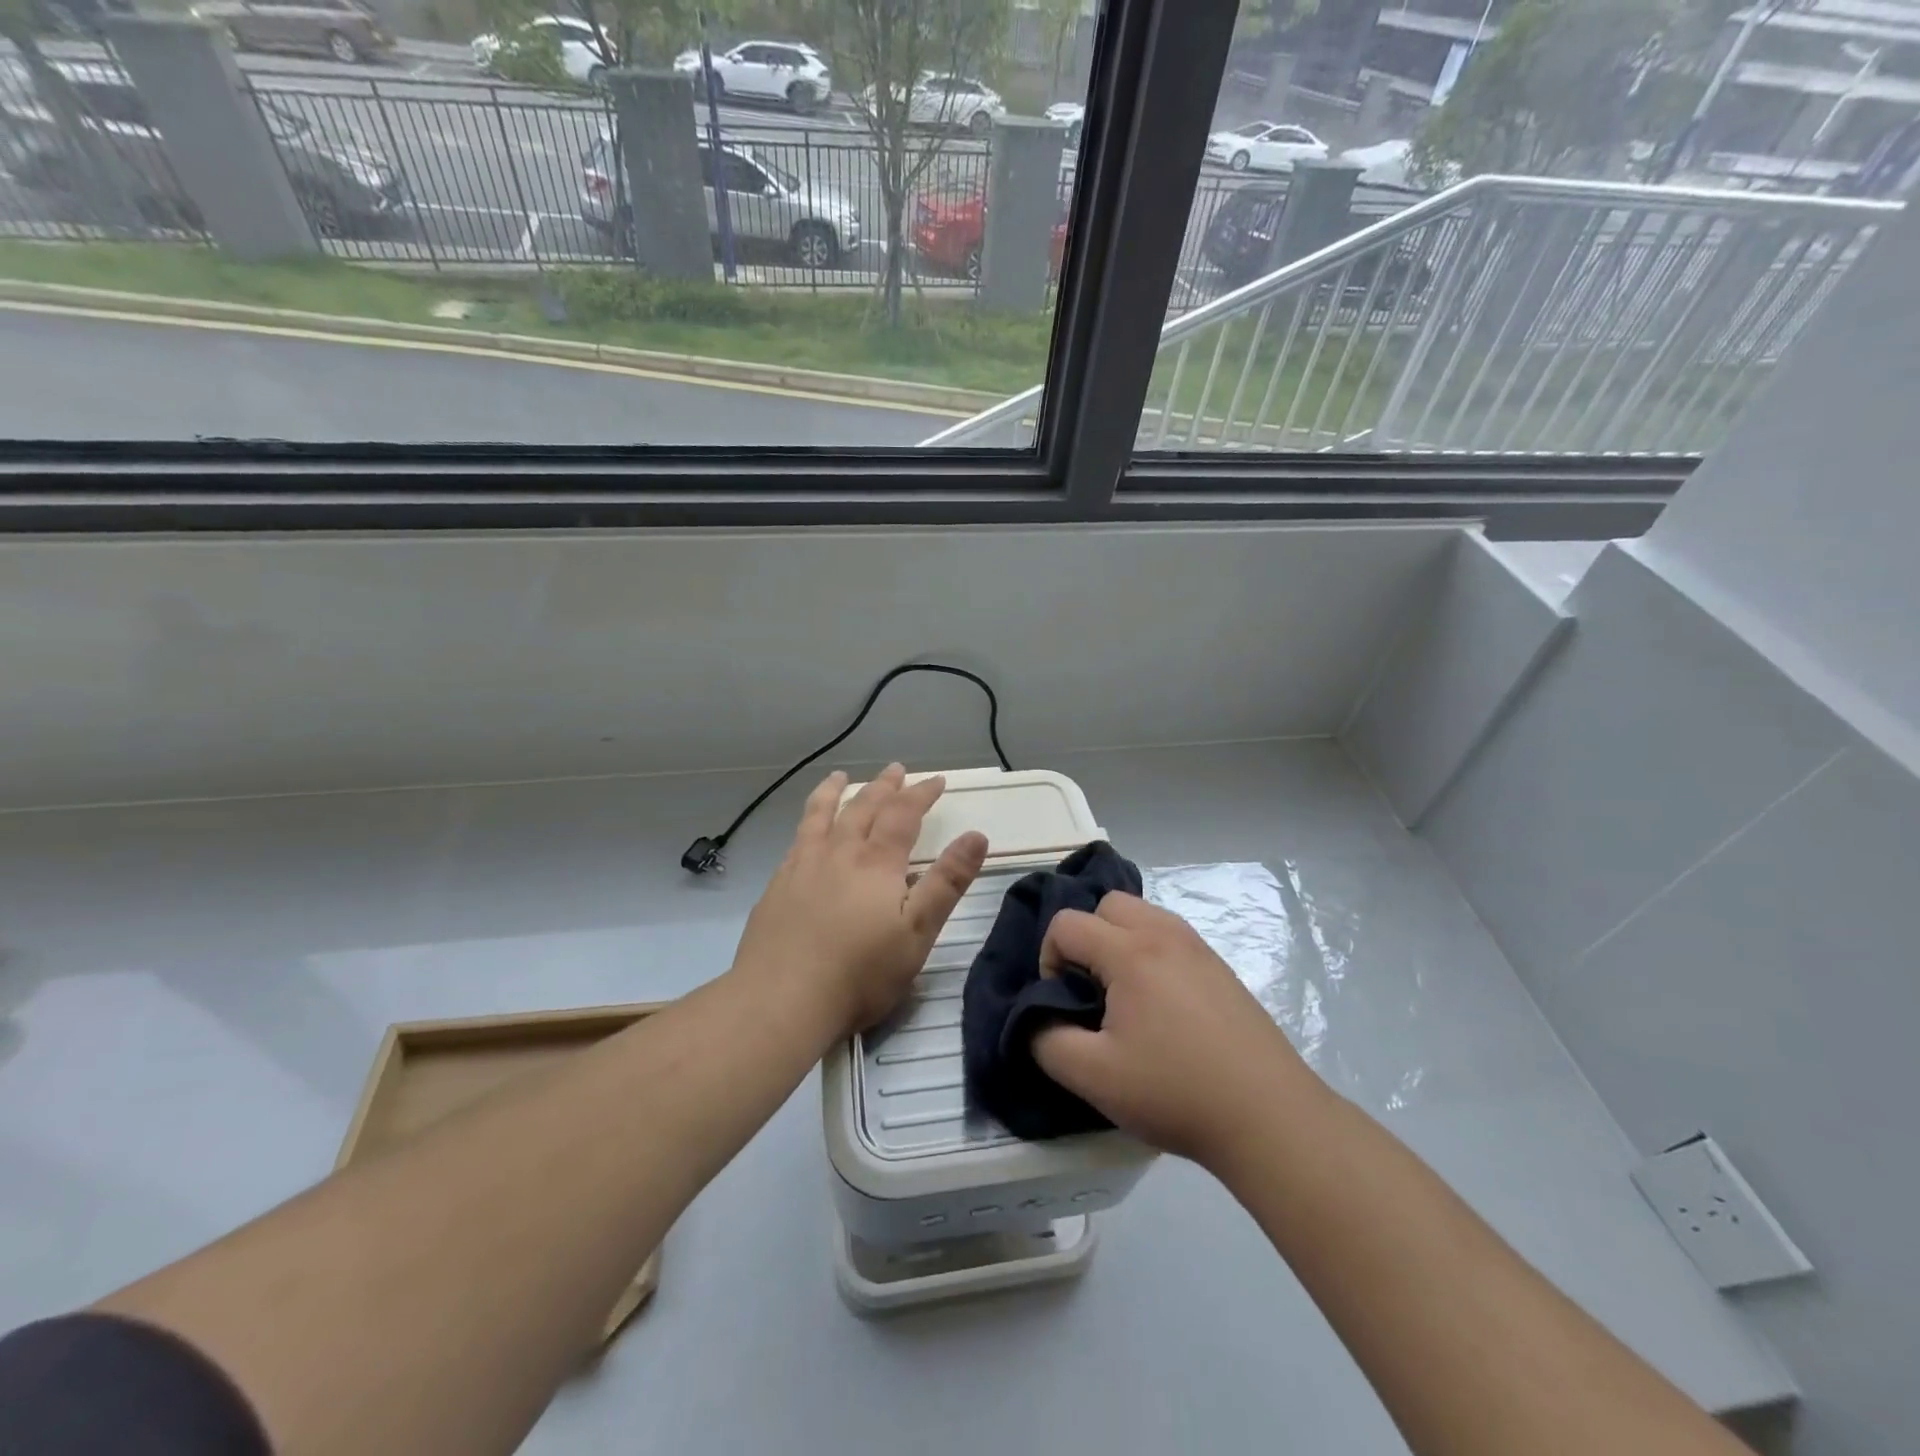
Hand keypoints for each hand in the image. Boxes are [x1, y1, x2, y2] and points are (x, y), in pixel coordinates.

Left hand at [732, 763, 988, 1037]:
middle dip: (884, 786)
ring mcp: (802, 867)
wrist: (781, 1000)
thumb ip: (947, 882)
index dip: (921, 794)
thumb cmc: (860, 973)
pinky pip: (796, 840)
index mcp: (876, 863)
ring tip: (839, 776)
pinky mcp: (777, 887)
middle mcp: (838, 853)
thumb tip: (976, 835)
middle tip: (896, 770)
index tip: (937, 780)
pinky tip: (806, 832)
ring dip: (834, 792)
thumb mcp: (918, 932)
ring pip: (820, 816)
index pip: (903, 814)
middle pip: (863, 807)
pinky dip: (806, 823)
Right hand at [1032, 892, 1318, 1167]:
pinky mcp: (1220, 968)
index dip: (1049, 959)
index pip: (1067, 923)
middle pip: (1107, 904)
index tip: (1064, 1003)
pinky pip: (1170, 936)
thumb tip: (1037, 1020)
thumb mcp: (1094, 1077)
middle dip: (1085, 938)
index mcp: (1131, 952)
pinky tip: (1161, 1006)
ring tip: (1124, 995)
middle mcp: (1165, 934)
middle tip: (1091, 990)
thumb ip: (1046, 1041)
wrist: (1269, 1117)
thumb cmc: (1176, 1092)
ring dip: (1119, 941)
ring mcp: (1198, 948)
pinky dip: (1150, 953)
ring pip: (1142, 915)